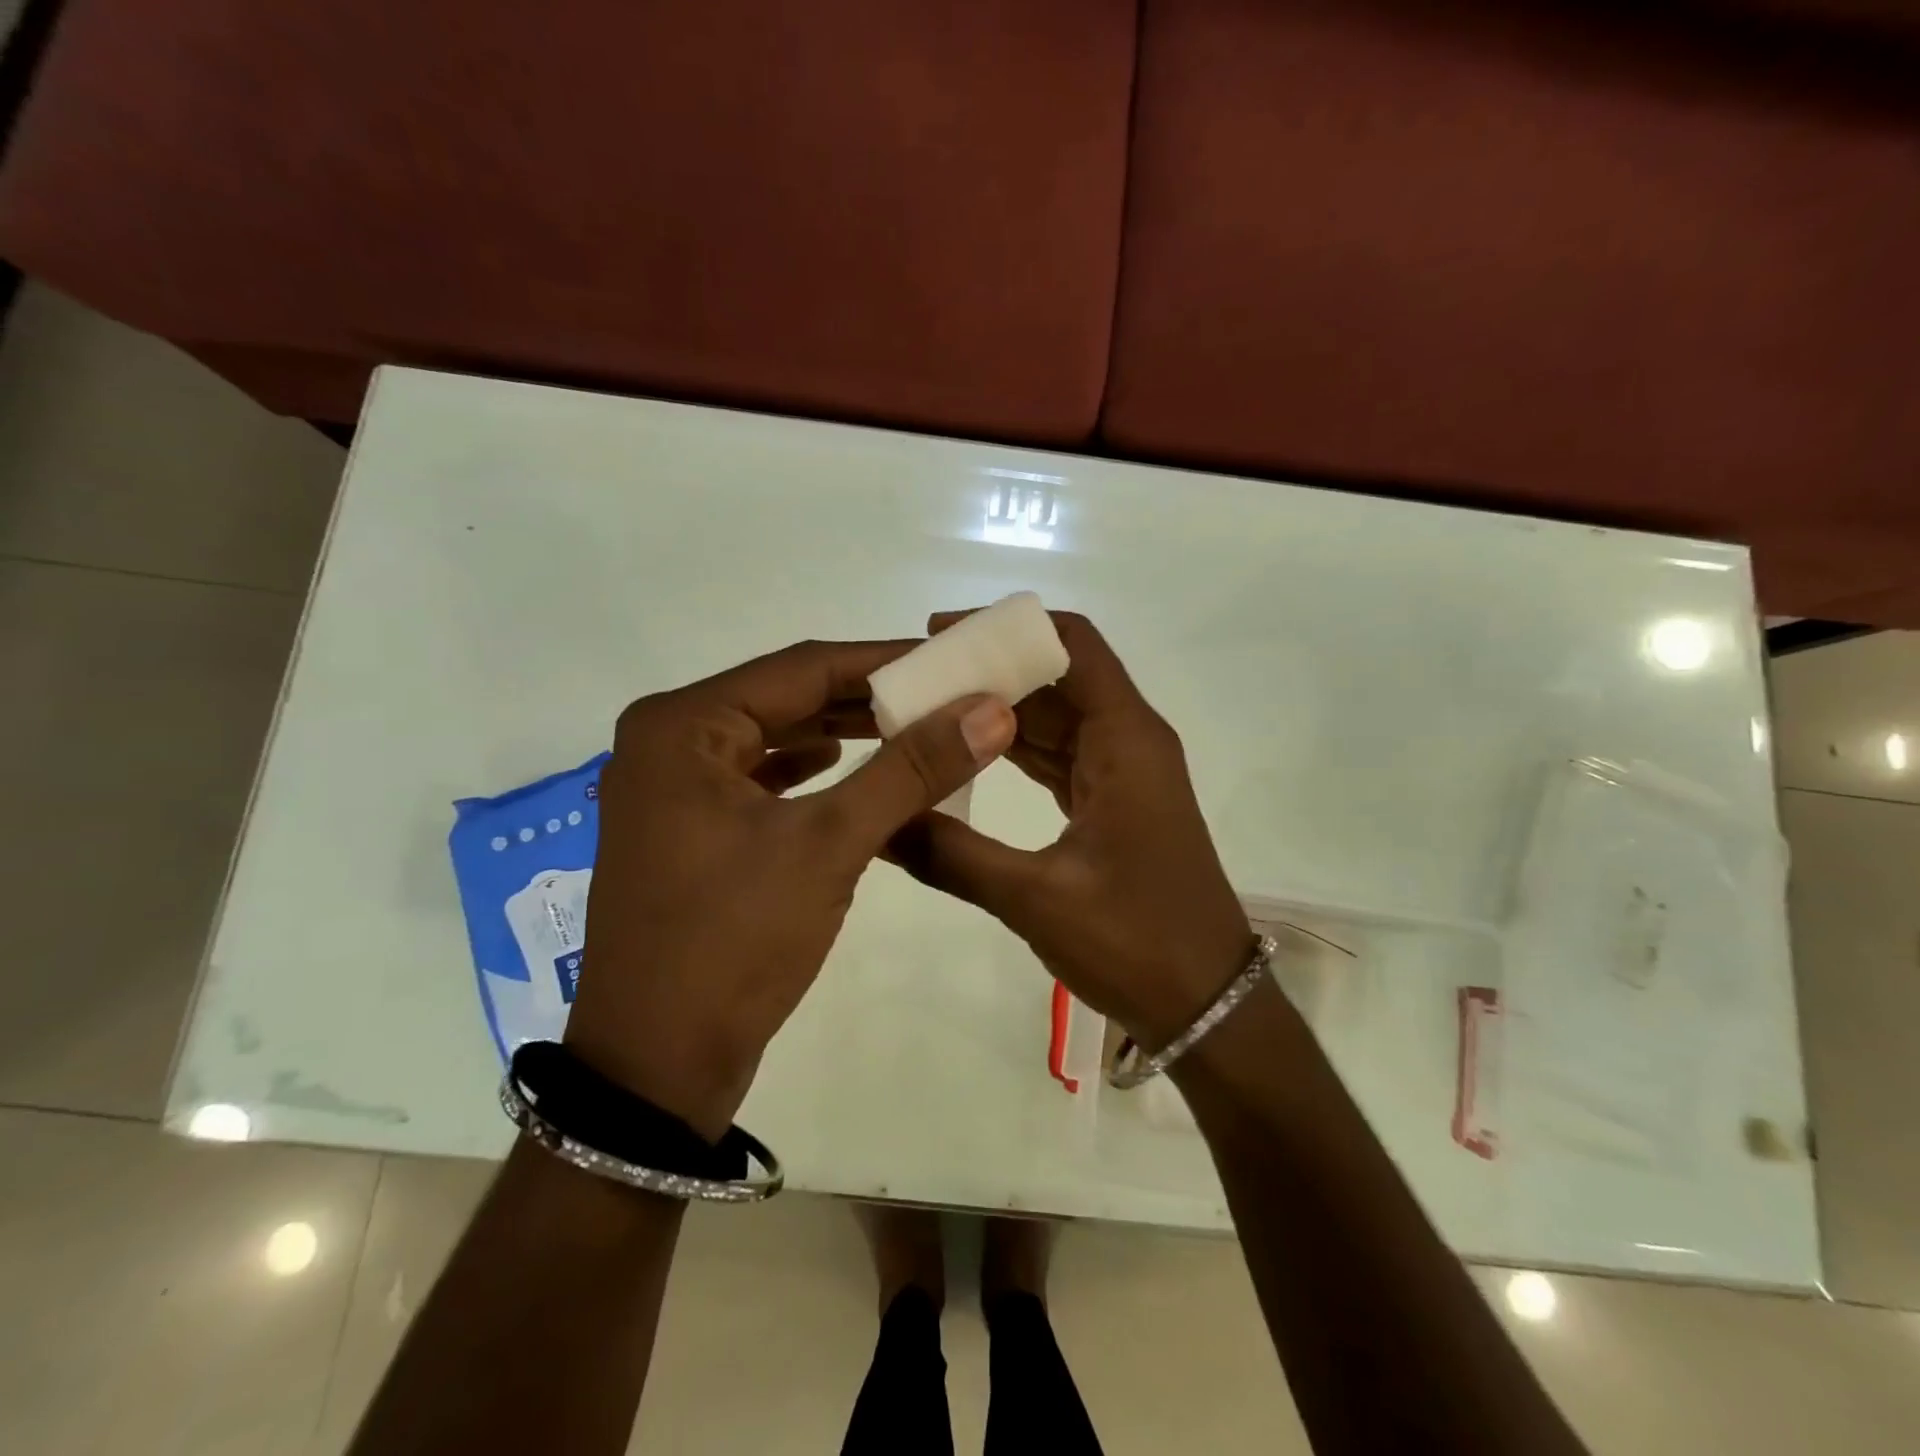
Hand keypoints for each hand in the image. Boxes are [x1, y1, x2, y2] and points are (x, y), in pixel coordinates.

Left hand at [566, 639, 1016, 1137]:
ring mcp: (672, 787)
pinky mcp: (687, 827)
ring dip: (843, 734)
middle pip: (788, 698)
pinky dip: (809, 773)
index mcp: (683, 725)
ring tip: (913, 728)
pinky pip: (760, 779)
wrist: (657, 1066)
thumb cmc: (734, 942)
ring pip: (775, 738)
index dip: (886, 660)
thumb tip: (989, 709)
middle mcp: (668, 741)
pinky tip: (846, 768)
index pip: (803, 668)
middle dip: (868, 699)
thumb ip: (910, 769)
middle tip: (944, 696)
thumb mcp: (830, 844)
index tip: (952, 659)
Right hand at [888, 612, 1253, 1047]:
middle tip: (914, 679)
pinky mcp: (1112, 804)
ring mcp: (1121, 773)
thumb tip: (877, 824)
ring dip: (996, 712)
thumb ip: (951, 855)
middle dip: (989, 671)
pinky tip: (963, 754)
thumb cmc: (1137, 942)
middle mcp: (1127, 741)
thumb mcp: (1035, 899)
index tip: (940, 635)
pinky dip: (1013, 751)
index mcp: (1125, 740)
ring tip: (924, 709)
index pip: (1072, 644)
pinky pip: (1058, 758)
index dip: (1008, 628)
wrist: (1207, 1005)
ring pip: (1054, 719)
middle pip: (1056, 678)